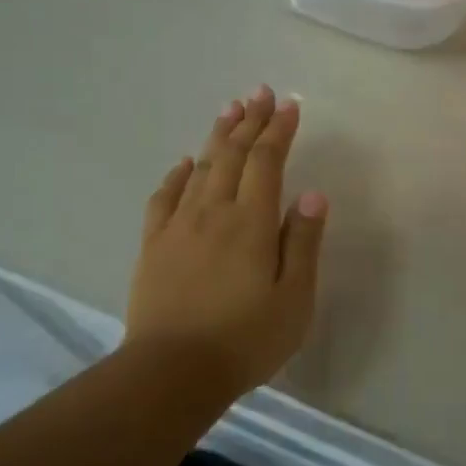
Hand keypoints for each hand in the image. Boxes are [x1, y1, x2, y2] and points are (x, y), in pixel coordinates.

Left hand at [125, 86, 327, 401]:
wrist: (171, 373)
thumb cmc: (245, 339)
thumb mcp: (294, 297)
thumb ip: (303, 242)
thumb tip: (312, 195)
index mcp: (251, 222)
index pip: (267, 162)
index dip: (279, 130)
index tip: (290, 105)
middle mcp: (213, 212)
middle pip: (232, 154)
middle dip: (250, 120)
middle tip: (260, 92)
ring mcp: (178, 227)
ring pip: (200, 167)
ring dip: (217, 136)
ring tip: (229, 109)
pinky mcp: (154, 246)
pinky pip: (164, 197)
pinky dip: (176, 174)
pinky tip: (184, 163)